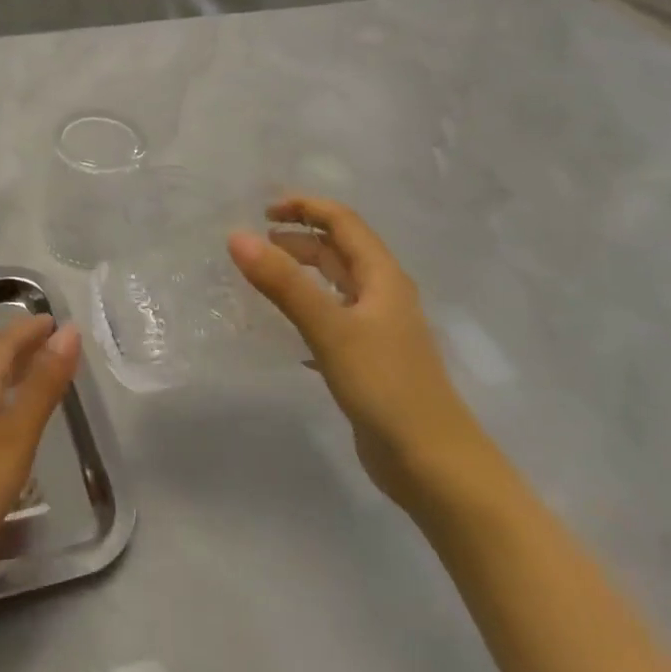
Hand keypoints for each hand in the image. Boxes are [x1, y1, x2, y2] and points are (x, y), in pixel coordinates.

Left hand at [0, 315, 80, 580]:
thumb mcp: (16, 436)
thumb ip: (43, 386)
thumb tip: (67, 331)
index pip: (2, 344)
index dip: (28, 329)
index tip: (54, 320)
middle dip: (22, 348)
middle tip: (52, 343)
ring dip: (12, 376)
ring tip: (38, 378)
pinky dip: (3, 405)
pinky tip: (11, 426)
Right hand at [228, 194, 499, 511]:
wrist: (433, 464)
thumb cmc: (385, 386)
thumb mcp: (330, 327)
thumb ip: (283, 282)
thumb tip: (237, 237)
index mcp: (382, 278)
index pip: (343, 222)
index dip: (306, 207)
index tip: (263, 210)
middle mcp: (383, 296)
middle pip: (339, 251)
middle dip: (300, 239)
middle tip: (256, 244)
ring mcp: (378, 331)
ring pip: (336, 286)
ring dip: (302, 273)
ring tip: (264, 276)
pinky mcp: (369, 361)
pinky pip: (333, 319)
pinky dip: (306, 309)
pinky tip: (286, 327)